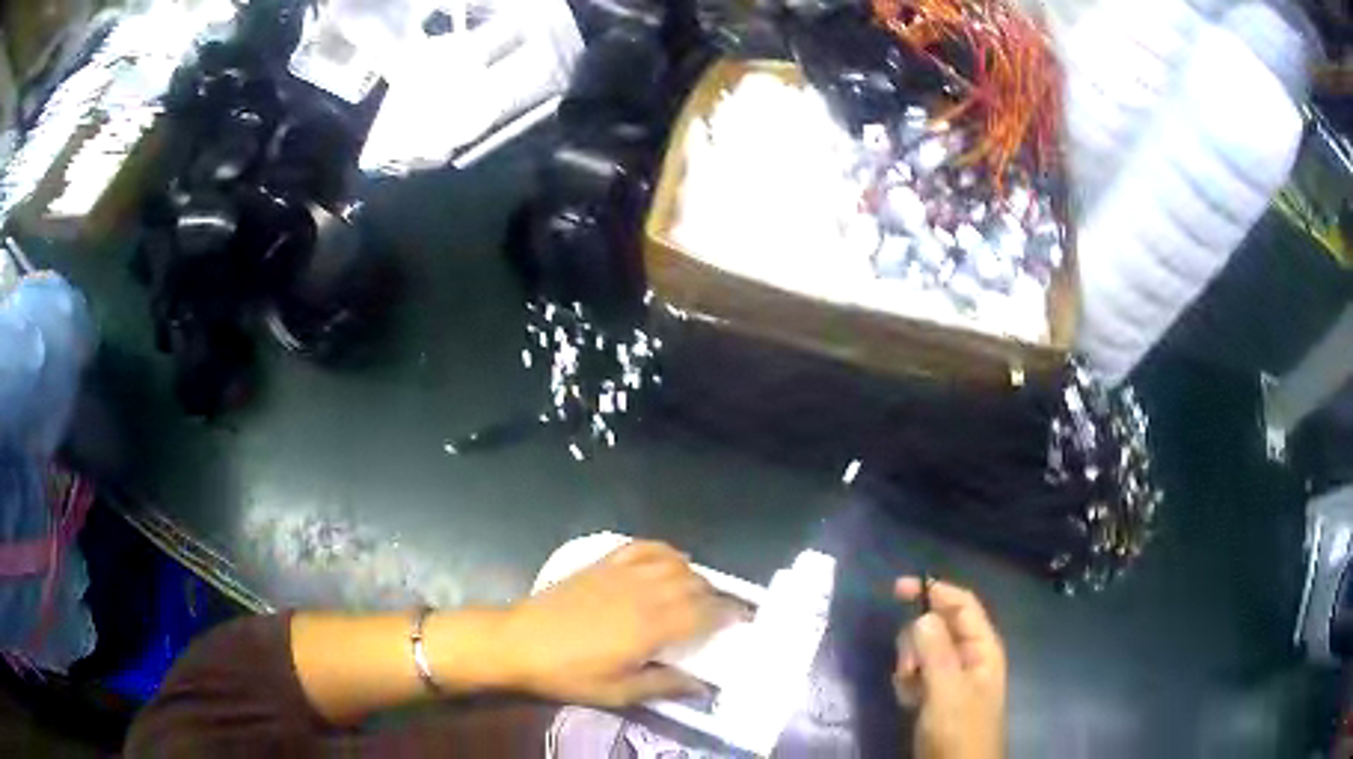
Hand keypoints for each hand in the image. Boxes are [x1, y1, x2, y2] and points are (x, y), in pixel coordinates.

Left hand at [498, 541, 728, 706]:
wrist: (520, 642)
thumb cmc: (569, 673)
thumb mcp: (618, 692)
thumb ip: (663, 686)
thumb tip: (700, 686)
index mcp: (652, 627)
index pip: (705, 612)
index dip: (729, 614)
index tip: (740, 621)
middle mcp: (645, 593)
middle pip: (695, 584)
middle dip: (713, 597)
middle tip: (715, 615)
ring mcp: (623, 574)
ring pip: (675, 563)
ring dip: (693, 575)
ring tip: (695, 592)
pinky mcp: (604, 563)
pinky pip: (644, 547)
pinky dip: (665, 550)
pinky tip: (669, 561)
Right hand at [894, 578, 1006, 758]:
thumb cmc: (959, 728)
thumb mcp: (948, 690)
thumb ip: (935, 651)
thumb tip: (922, 614)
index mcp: (982, 647)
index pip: (961, 605)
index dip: (934, 591)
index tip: (897, 589)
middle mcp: (968, 656)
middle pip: (937, 627)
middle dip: (916, 641)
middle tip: (908, 667)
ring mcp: (951, 678)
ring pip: (922, 652)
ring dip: (910, 666)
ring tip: (910, 690)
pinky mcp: (935, 696)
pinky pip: (916, 676)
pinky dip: (907, 684)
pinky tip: (909, 701)